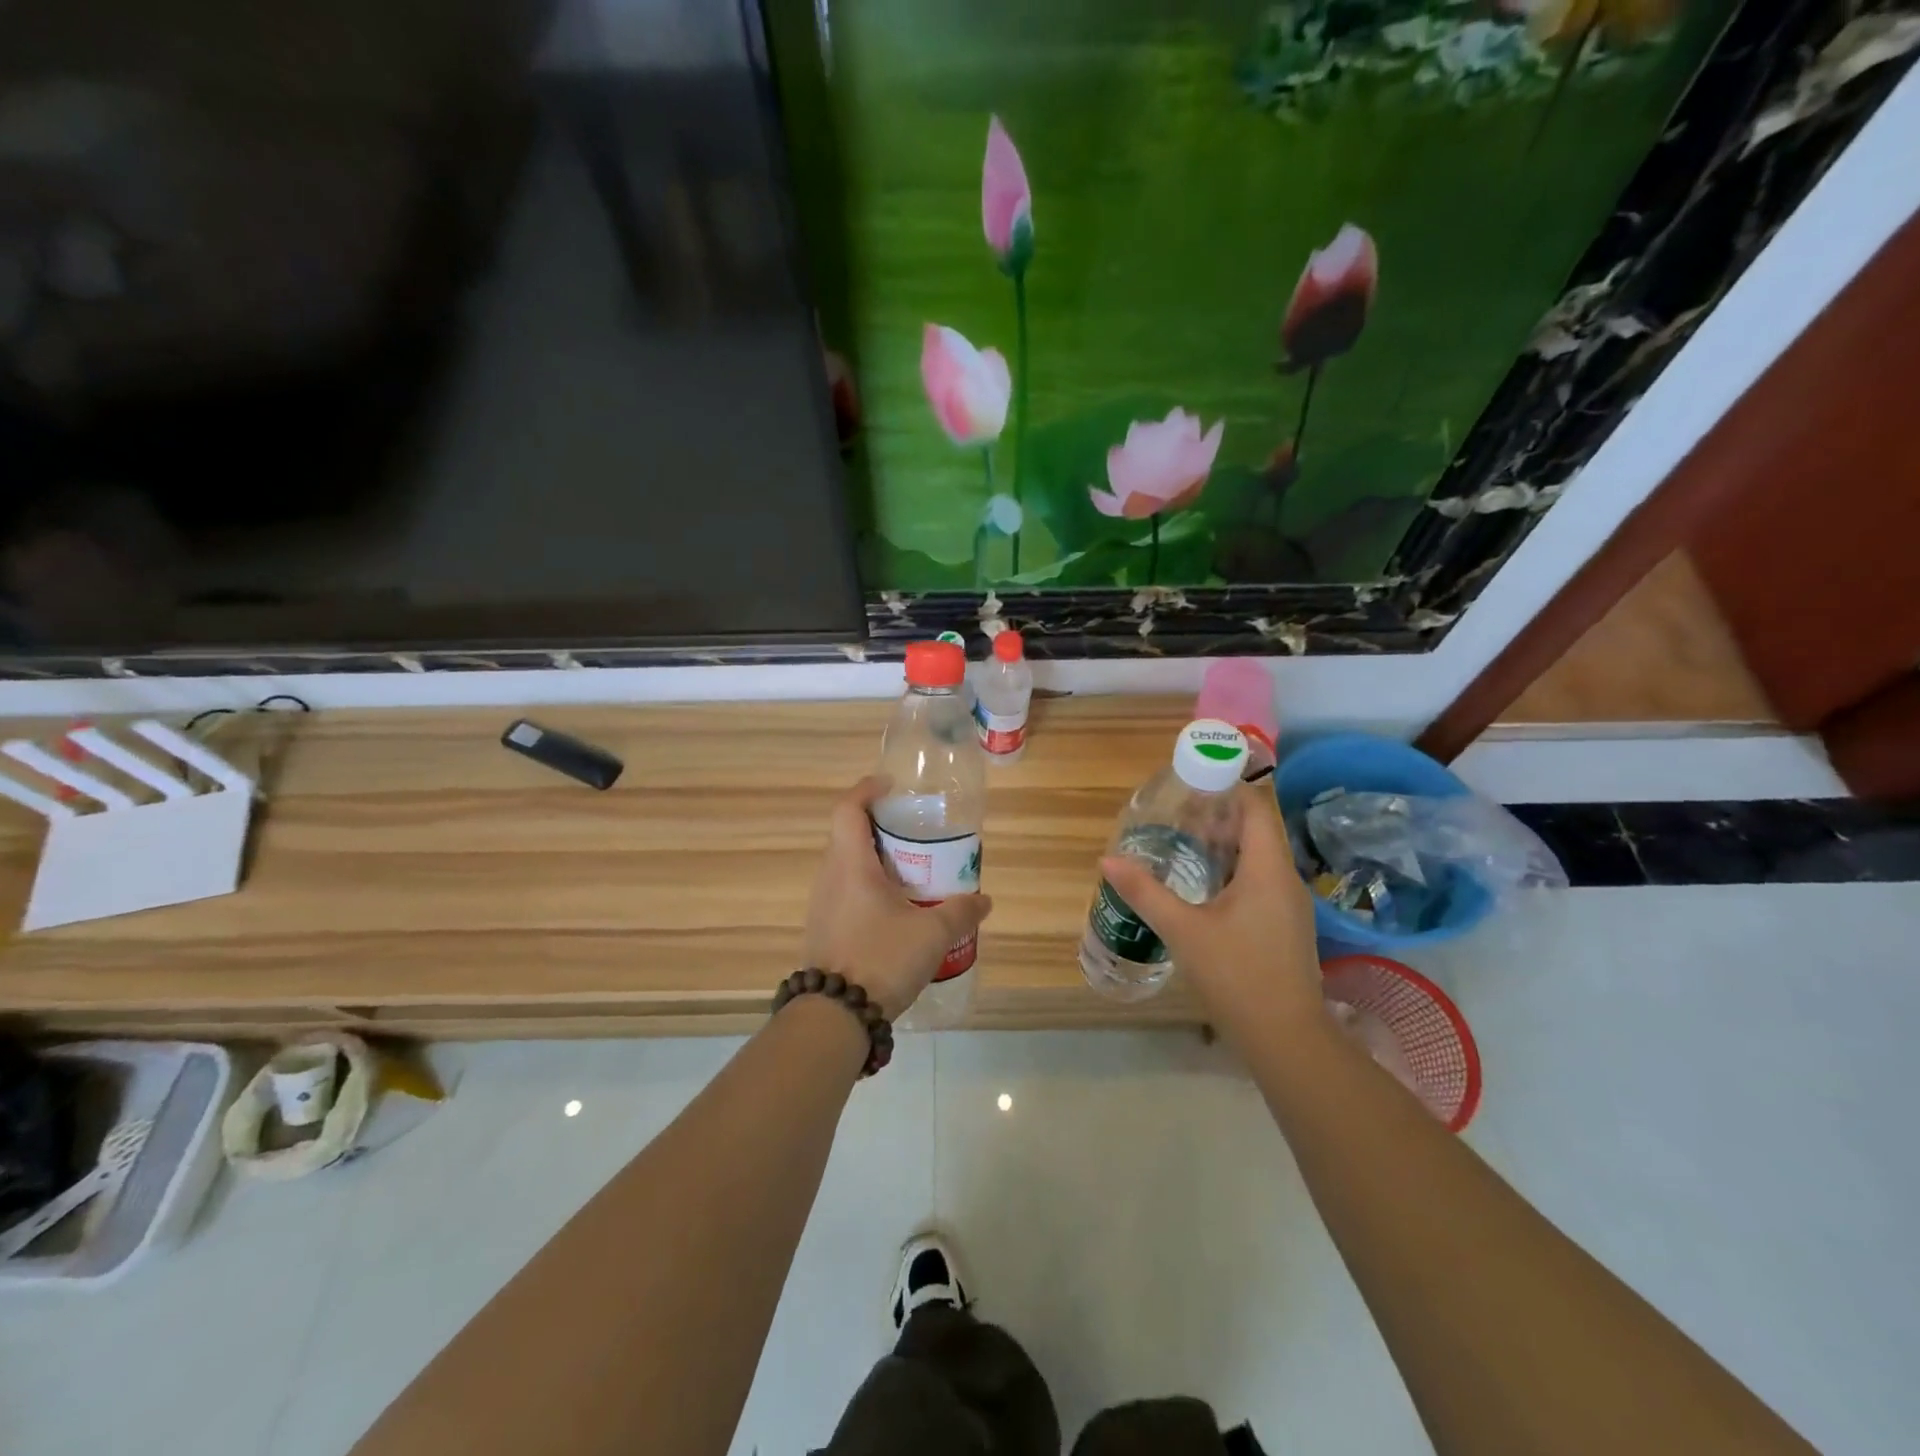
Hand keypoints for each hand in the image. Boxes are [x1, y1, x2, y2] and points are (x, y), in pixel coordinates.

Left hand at [801, 776, 993, 1020]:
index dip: (867, 789)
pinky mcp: (824, 928)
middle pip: (847, 834)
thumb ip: (961, 912)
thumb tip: (984, 900)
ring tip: (910, 869)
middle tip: (913, 831)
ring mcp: (822, 904)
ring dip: (874, 858)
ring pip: (846, 865)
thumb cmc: (881, 958)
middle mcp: (830, 877)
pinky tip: (895, 908)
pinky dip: (868, 885)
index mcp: (850, 865)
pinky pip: (844, 891)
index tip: (891, 786)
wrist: (835, 1015)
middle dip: (878, 825)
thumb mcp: (932, 934)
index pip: (847, 809)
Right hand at [1100, 786, 1323, 1042]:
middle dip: (1218, 816)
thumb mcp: (1182, 930)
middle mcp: (1285, 879)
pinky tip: (1204, 886)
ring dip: (1225, 845)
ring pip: (1258, 857)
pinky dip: (1233, 870)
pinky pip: (1260, 880)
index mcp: (1267, 869)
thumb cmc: (1236, 976)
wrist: (1286, 1038)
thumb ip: (1144, 891)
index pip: (1254, 808)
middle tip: (1175, 814)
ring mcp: (1289, 904)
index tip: (1190, 782)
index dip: (1226, 788)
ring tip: (1183, 843)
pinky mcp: (1286, 925)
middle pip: (1255, 829)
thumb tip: (1107, 860)